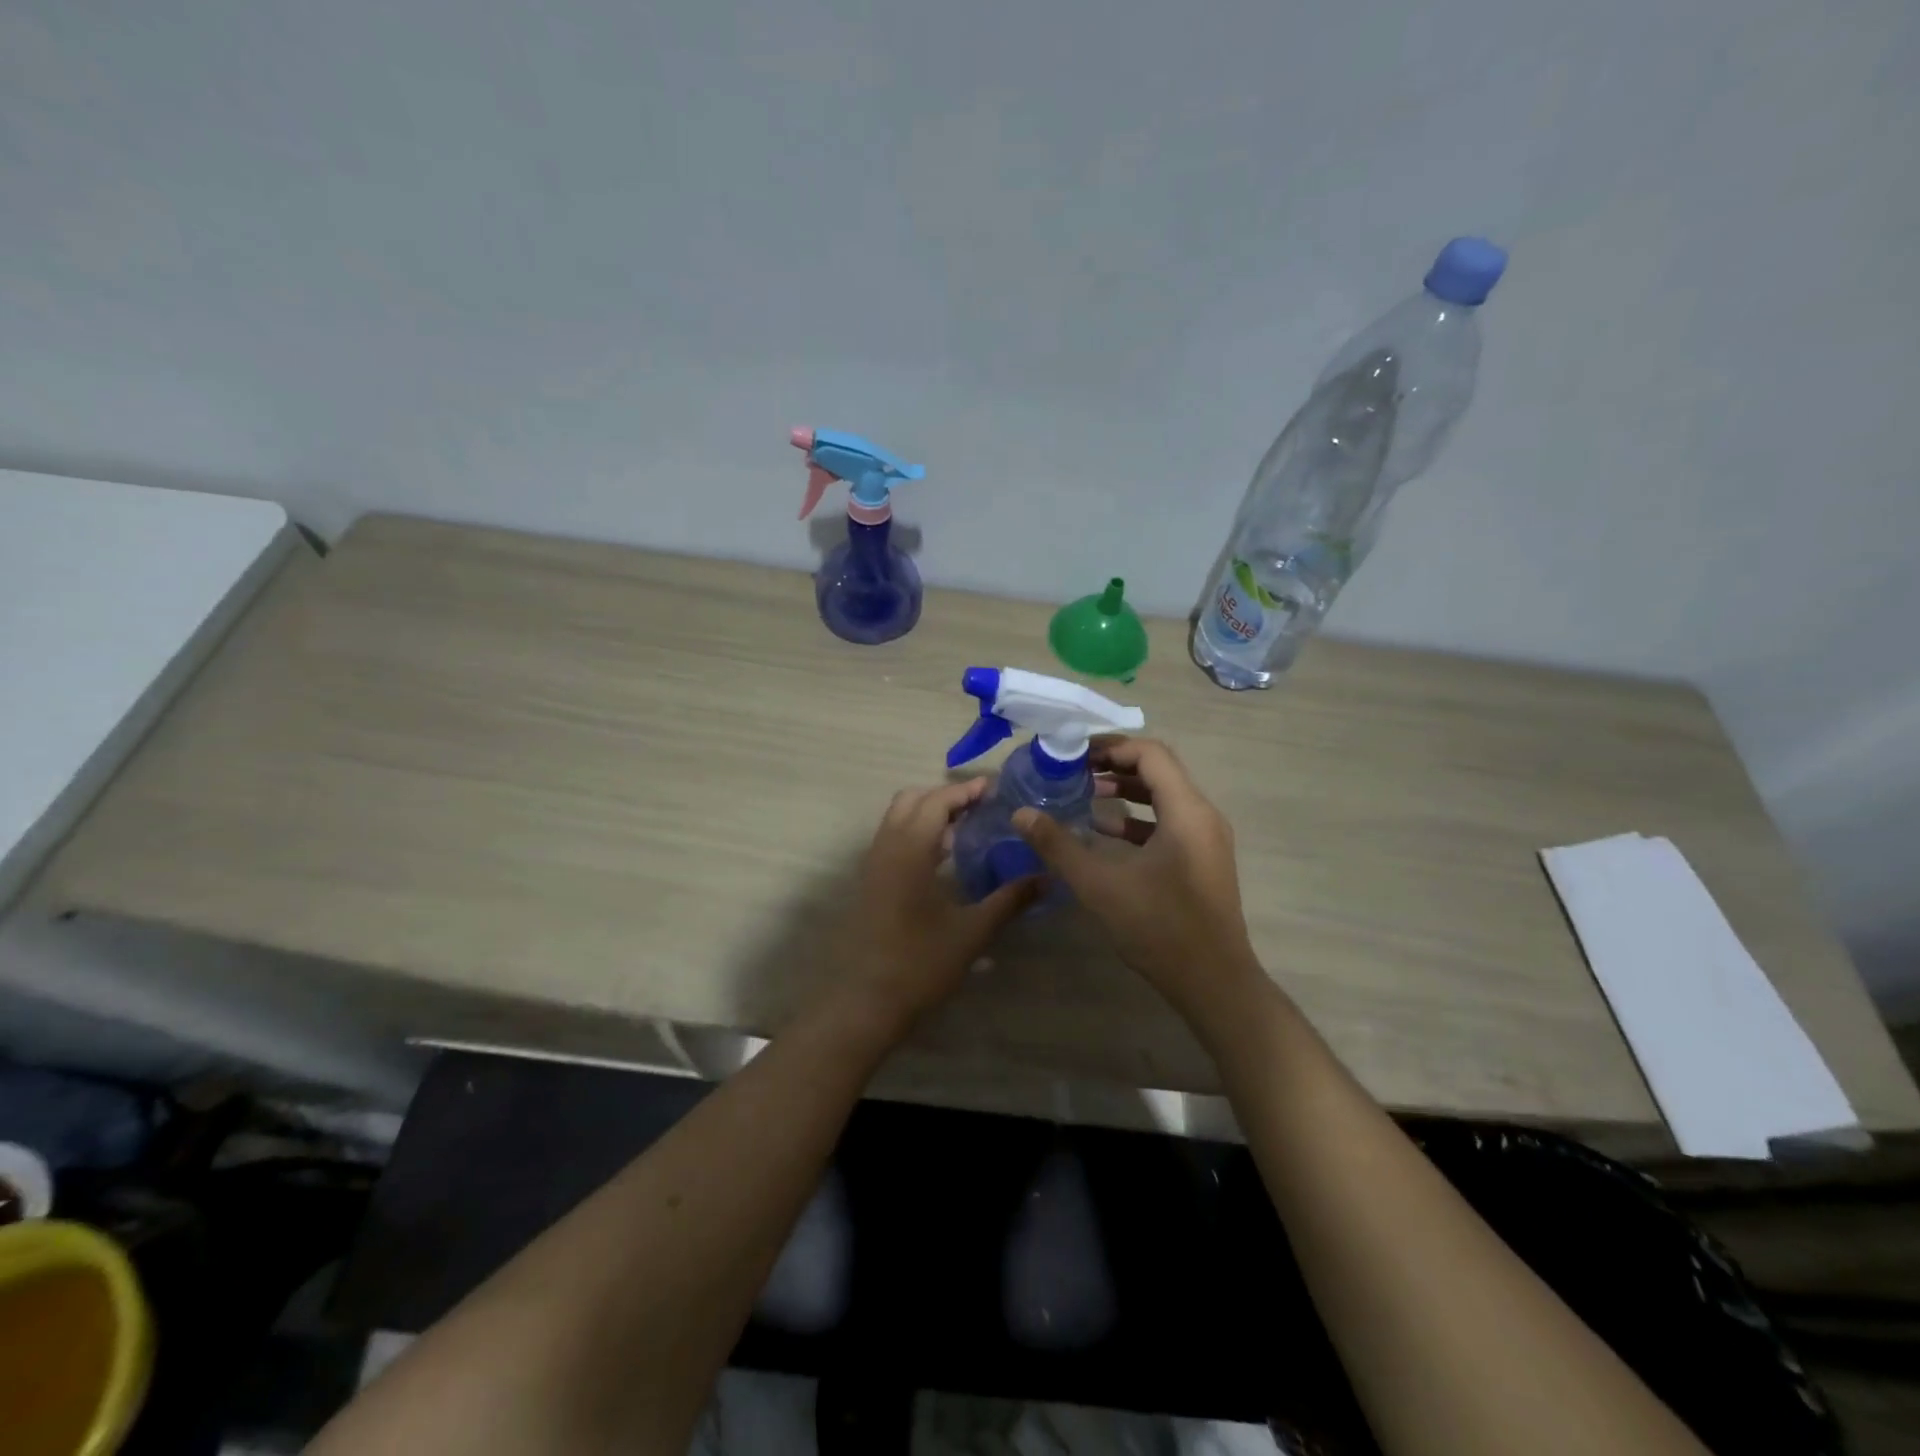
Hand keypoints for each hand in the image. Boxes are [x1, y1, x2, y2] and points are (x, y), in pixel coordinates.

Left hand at [817, 778, 1039, 1043]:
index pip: (936, 801)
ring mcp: (874, 864)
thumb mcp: (973, 931)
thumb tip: (1047, 878)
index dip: (965, 790)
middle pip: (912, 799)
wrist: (867, 1001)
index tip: (994, 788)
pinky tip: (943, 857)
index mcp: (910, 850)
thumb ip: (1010, 900)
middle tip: (980, 806)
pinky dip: (917, 832)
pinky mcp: (871, 882)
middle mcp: (887, 847)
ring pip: (898, 817)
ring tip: (966, 827)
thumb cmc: (921, 963)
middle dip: (945, 795)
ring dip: (928, 812)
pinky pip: (893, 838)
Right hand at [1013, 737, 1259, 1021]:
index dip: (1110, 746)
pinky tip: (1103, 831)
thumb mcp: (1100, 885)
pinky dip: (1137, 818)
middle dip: (1115, 764)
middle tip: (1074, 768)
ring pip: (1164, 796)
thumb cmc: (1159, 927)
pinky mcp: (1202, 860)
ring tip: (1086, 793)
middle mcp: (1203, 815)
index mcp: (1186, 811)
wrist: (1213, 983)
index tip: (1074, 752)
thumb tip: (1022, 814)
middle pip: (1159, 770)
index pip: (1150, 753)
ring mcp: (1206, 839)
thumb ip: (1058, 846)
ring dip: (1126, 790)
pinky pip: (1169, 822)